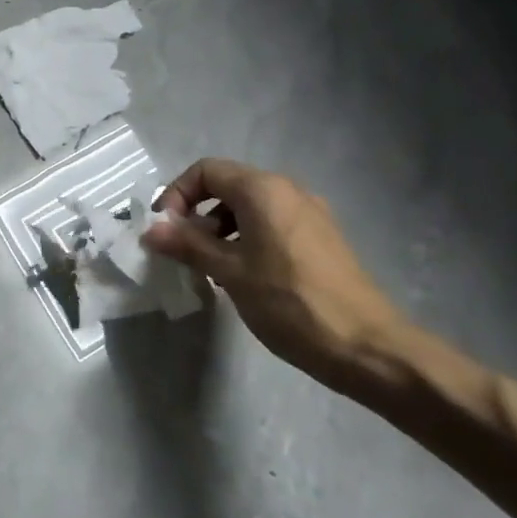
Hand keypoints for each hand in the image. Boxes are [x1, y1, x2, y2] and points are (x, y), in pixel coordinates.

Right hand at [142, 158, 409, 396]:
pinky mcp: (321, 238)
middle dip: (197, 213)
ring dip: (220, 228)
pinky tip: (242, 274)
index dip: (177, 194)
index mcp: (264, 190)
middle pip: (228, 185)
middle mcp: (288, 190)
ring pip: (249, 207)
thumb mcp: (229, 272)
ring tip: (209, 266)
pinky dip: (246, 238)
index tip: (166, 230)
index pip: (206, 170)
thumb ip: (188, 245)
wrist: (366, 347)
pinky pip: (271, 223)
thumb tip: (150, 230)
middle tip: (183, 250)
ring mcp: (310, 214)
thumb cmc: (289, 302)